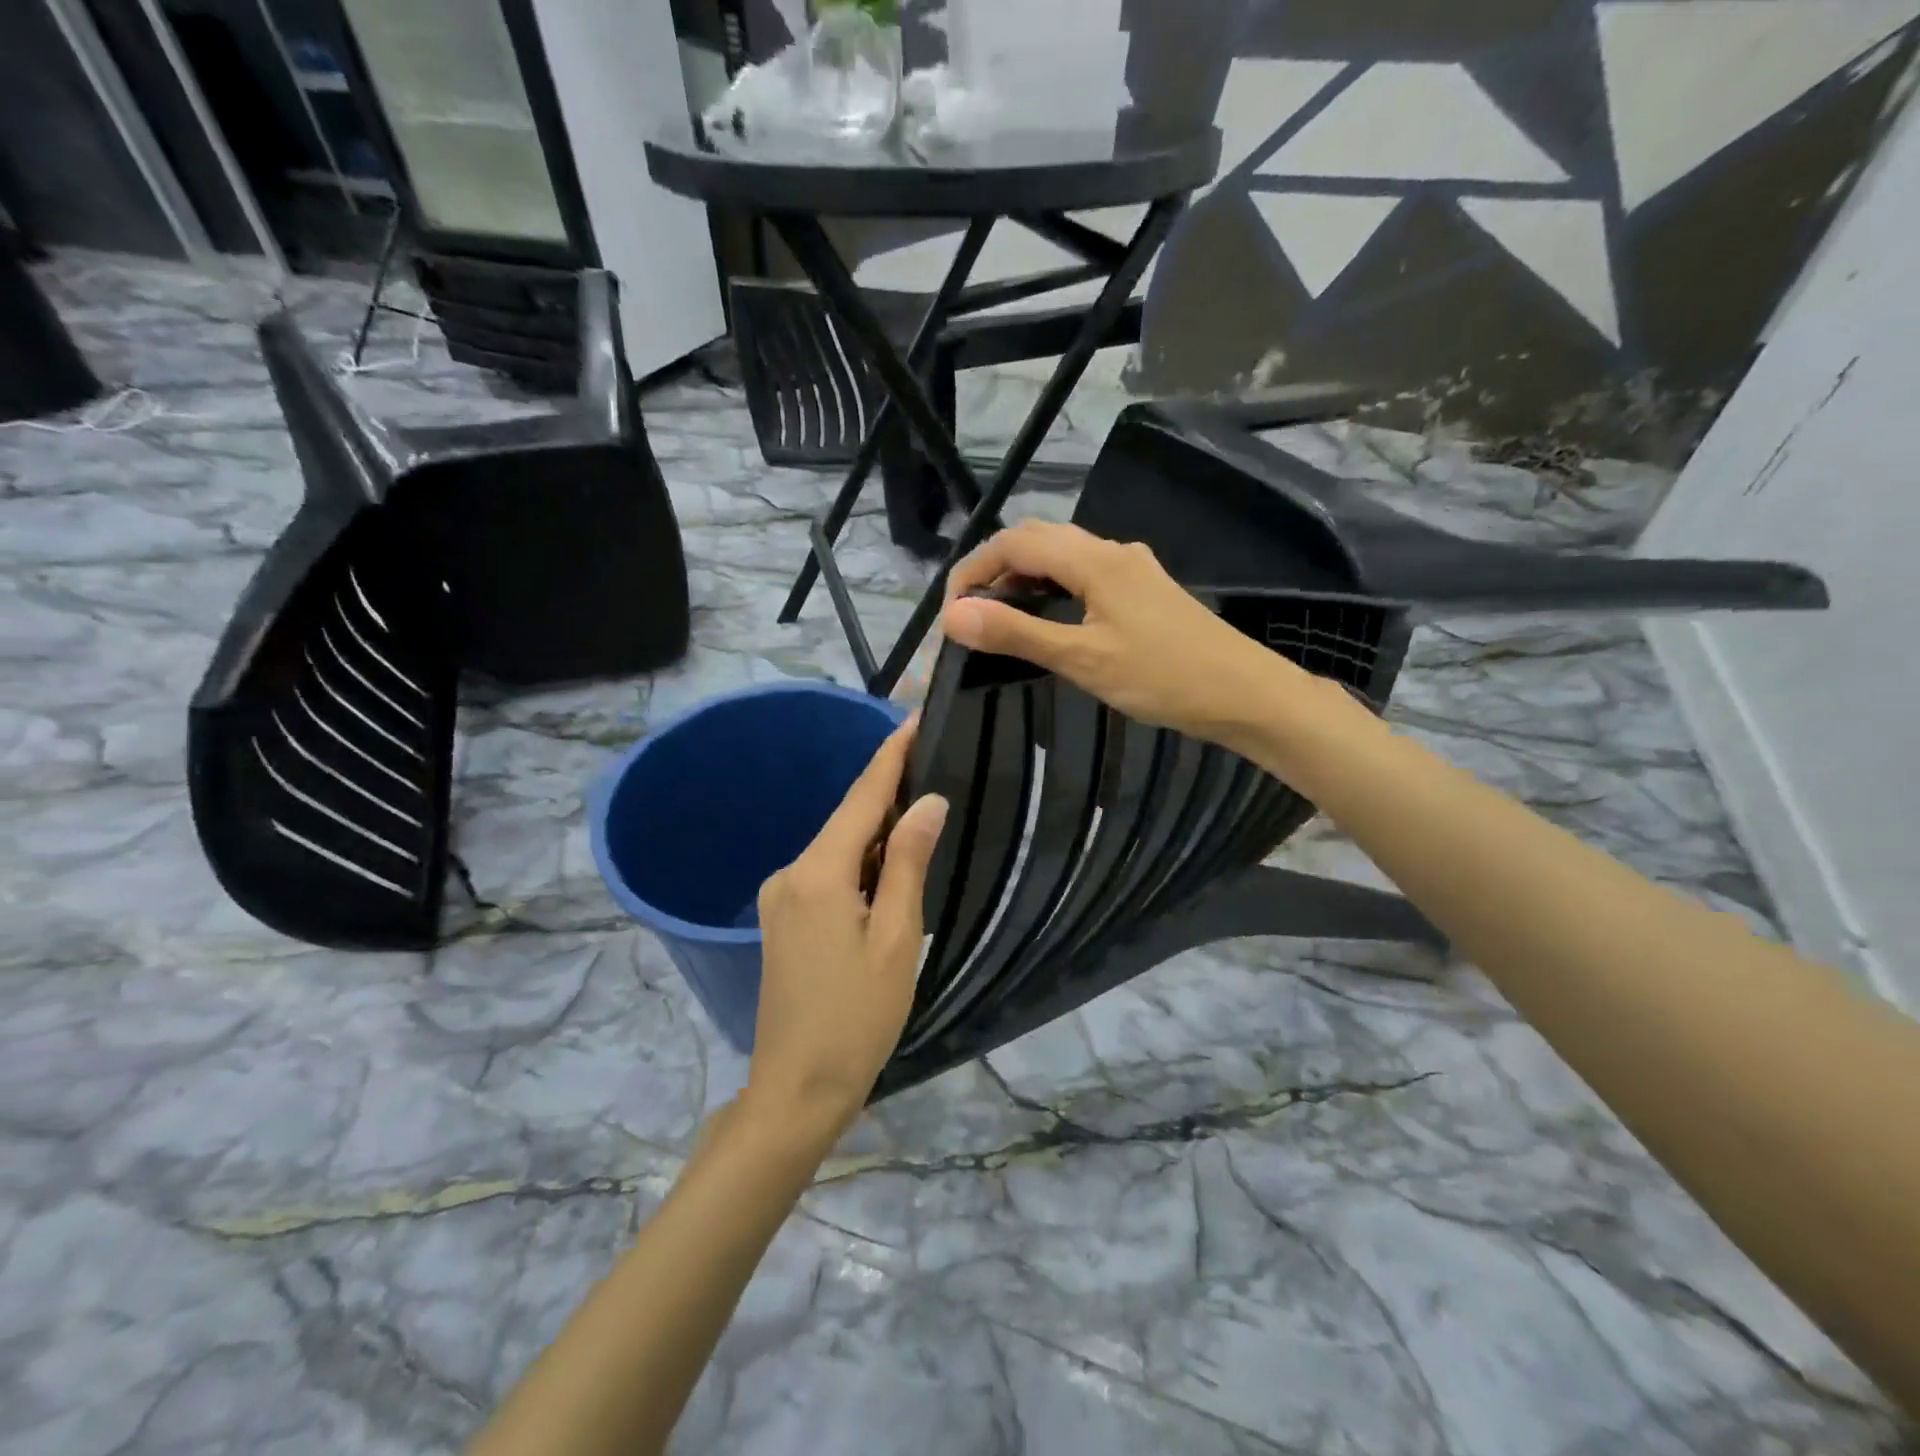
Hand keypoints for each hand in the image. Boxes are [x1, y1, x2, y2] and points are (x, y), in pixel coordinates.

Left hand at [747, 719, 948, 1142]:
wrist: (796, 1088)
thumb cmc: (858, 1017)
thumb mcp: (897, 938)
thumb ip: (908, 863)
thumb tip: (926, 801)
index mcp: (819, 873)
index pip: (861, 798)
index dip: (889, 757)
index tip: (913, 719)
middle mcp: (791, 872)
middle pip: (847, 819)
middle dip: (888, 792)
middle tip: (933, 764)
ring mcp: (781, 896)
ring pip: (837, 847)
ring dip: (876, 832)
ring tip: (921, 814)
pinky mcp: (782, 918)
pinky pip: (826, 872)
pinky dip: (860, 862)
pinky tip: (888, 867)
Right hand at [941, 520, 1306, 744]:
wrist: (1244, 694)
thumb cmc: (1163, 677)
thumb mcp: (1082, 658)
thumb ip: (1017, 634)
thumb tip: (954, 616)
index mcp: (1095, 560)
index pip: (1015, 542)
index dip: (973, 570)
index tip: (951, 613)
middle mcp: (1112, 551)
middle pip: (1037, 539)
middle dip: (995, 569)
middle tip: (970, 615)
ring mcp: (1131, 568)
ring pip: (1061, 555)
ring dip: (1023, 577)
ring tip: (998, 618)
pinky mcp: (1143, 589)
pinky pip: (1083, 573)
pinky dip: (1051, 587)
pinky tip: (1047, 618)